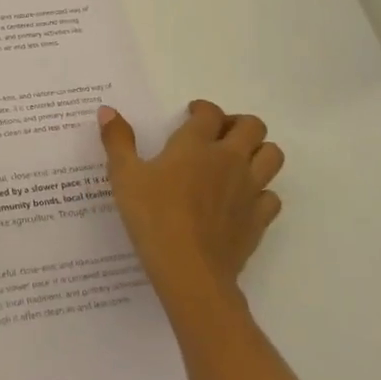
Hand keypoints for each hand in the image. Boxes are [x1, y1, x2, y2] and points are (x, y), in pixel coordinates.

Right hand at [97, 100, 283, 306]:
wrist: (189, 271)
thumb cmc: (153, 217)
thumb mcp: (124, 175)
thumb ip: (117, 140)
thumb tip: (107, 110)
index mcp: (196, 144)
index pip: (209, 112)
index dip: (202, 108)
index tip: (190, 115)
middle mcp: (229, 159)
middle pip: (252, 126)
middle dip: (238, 123)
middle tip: (218, 134)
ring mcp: (249, 189)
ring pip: (273, 155)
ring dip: (259, 151)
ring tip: (237, 161)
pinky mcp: (259, 219)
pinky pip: (272, 196)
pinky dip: (262, 192)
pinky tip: (242, 200)